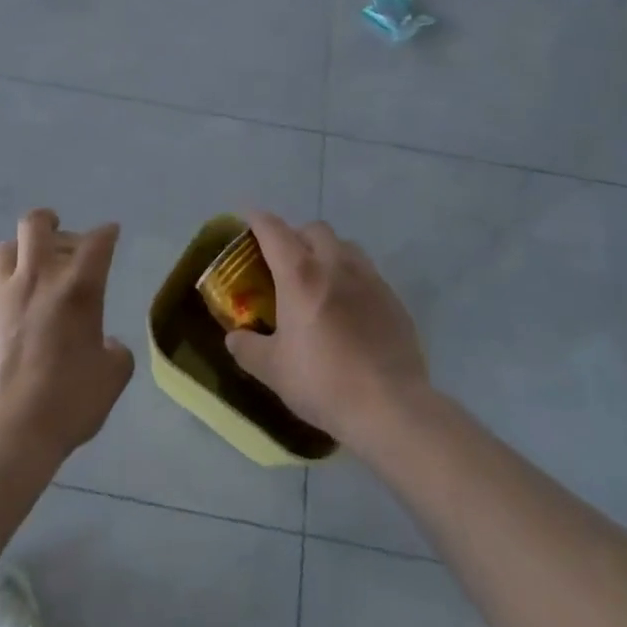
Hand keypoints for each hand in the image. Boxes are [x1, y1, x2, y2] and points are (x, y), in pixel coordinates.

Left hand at [0, 209, 134, 469]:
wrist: (3, 435)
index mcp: (76, 288)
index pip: (96, 242)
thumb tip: (108, 344)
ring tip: (27, 269)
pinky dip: (2, 295)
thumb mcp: (111, 379)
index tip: (110, 234)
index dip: (106, 233)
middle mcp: (36, 279)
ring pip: (4, 251)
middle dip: (49, 221)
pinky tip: (8, 318)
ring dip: (19, 253)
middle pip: (36, 225)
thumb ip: (115, 353)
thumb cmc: (67, 403)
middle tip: (58, 233)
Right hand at [224, 211, 429, 449]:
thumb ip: (247, 348)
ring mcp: (369, 279)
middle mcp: (335, 265)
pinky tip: (350, 309)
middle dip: (296, 236)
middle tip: (285, 262)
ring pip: (345, 246)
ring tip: (320, 281)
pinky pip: (368, 273)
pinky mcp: (393, 299)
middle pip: (314, 229)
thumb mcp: (273, 371)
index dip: (257, 220)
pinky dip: (352, 279)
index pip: (273, 230)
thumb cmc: (324, 382)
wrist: (391, 408)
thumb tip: (234, 337)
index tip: (247, 219)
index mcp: (300, 274)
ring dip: (328, 252)